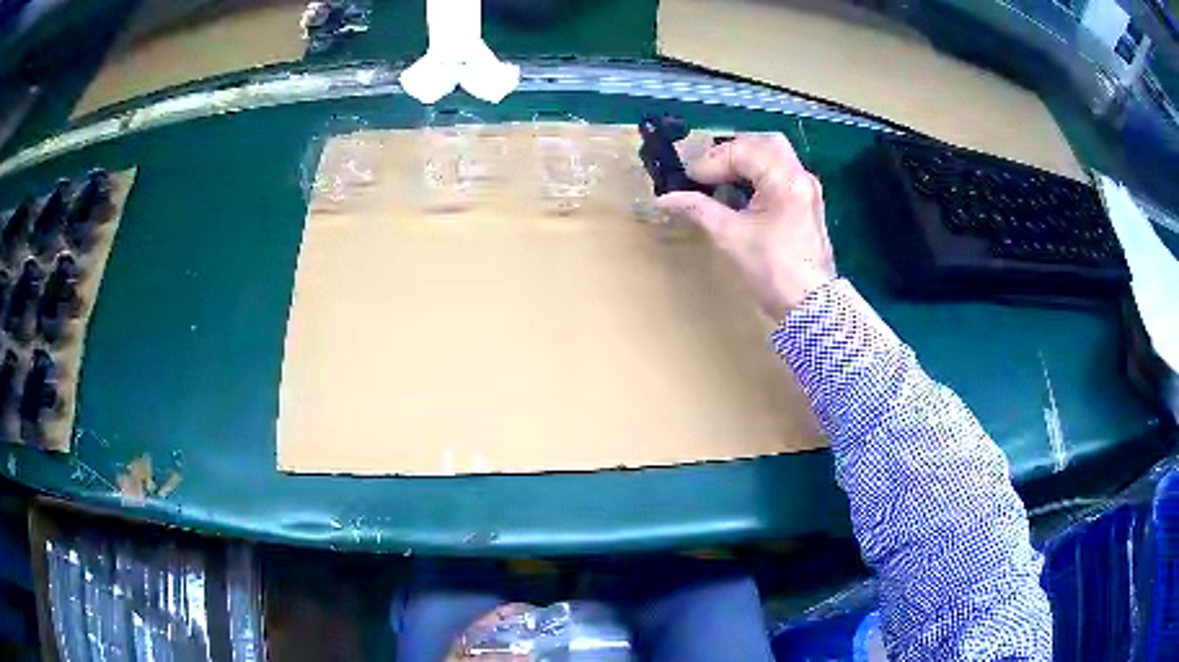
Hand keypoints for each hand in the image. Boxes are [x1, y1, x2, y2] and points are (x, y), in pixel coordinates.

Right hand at [656, 133, 836, 320]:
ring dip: (745, 161)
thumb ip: (698, 209)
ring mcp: (806, 189)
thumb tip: (664, 198)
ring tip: (720, 180)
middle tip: (708, 171)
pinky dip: (758, 174)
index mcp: (785, 180)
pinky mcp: (806, 202)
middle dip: (731, 152)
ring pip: (774, 155)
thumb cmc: (772, 271)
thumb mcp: (730, 237)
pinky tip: (740, 192)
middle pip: (763, 143)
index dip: (711, 162)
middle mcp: (800, 176)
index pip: (742, 151)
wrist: (810, 306)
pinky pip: (780, 172)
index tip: (690, 180)